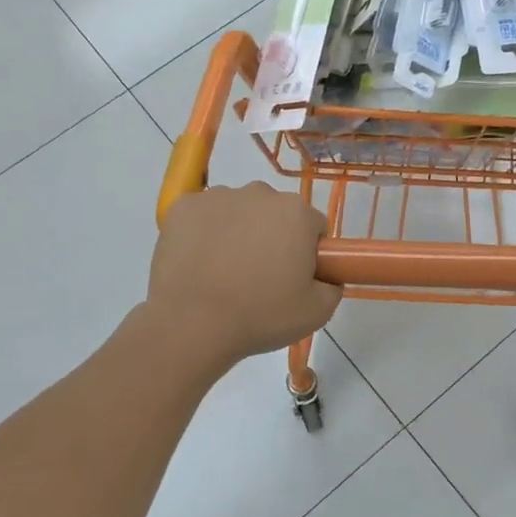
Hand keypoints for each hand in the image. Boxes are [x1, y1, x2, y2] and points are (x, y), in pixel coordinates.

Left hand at [148, 183, 342, 371]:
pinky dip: (203, 232)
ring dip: (237, 232)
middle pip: (275, 213)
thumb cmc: (260, 316)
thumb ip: (332, 287)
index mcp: (297, 213)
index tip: (295, 277)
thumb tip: (326, 277)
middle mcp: (260, 193)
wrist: (191, 323)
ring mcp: (217, 196)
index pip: (313, 226)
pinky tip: (199, 262)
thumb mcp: (316, 313)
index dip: (307, 253)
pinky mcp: (183, 206)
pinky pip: (202, 215)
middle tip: (260, 278)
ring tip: (224, 273)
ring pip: (238, 211)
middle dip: (272, 237)